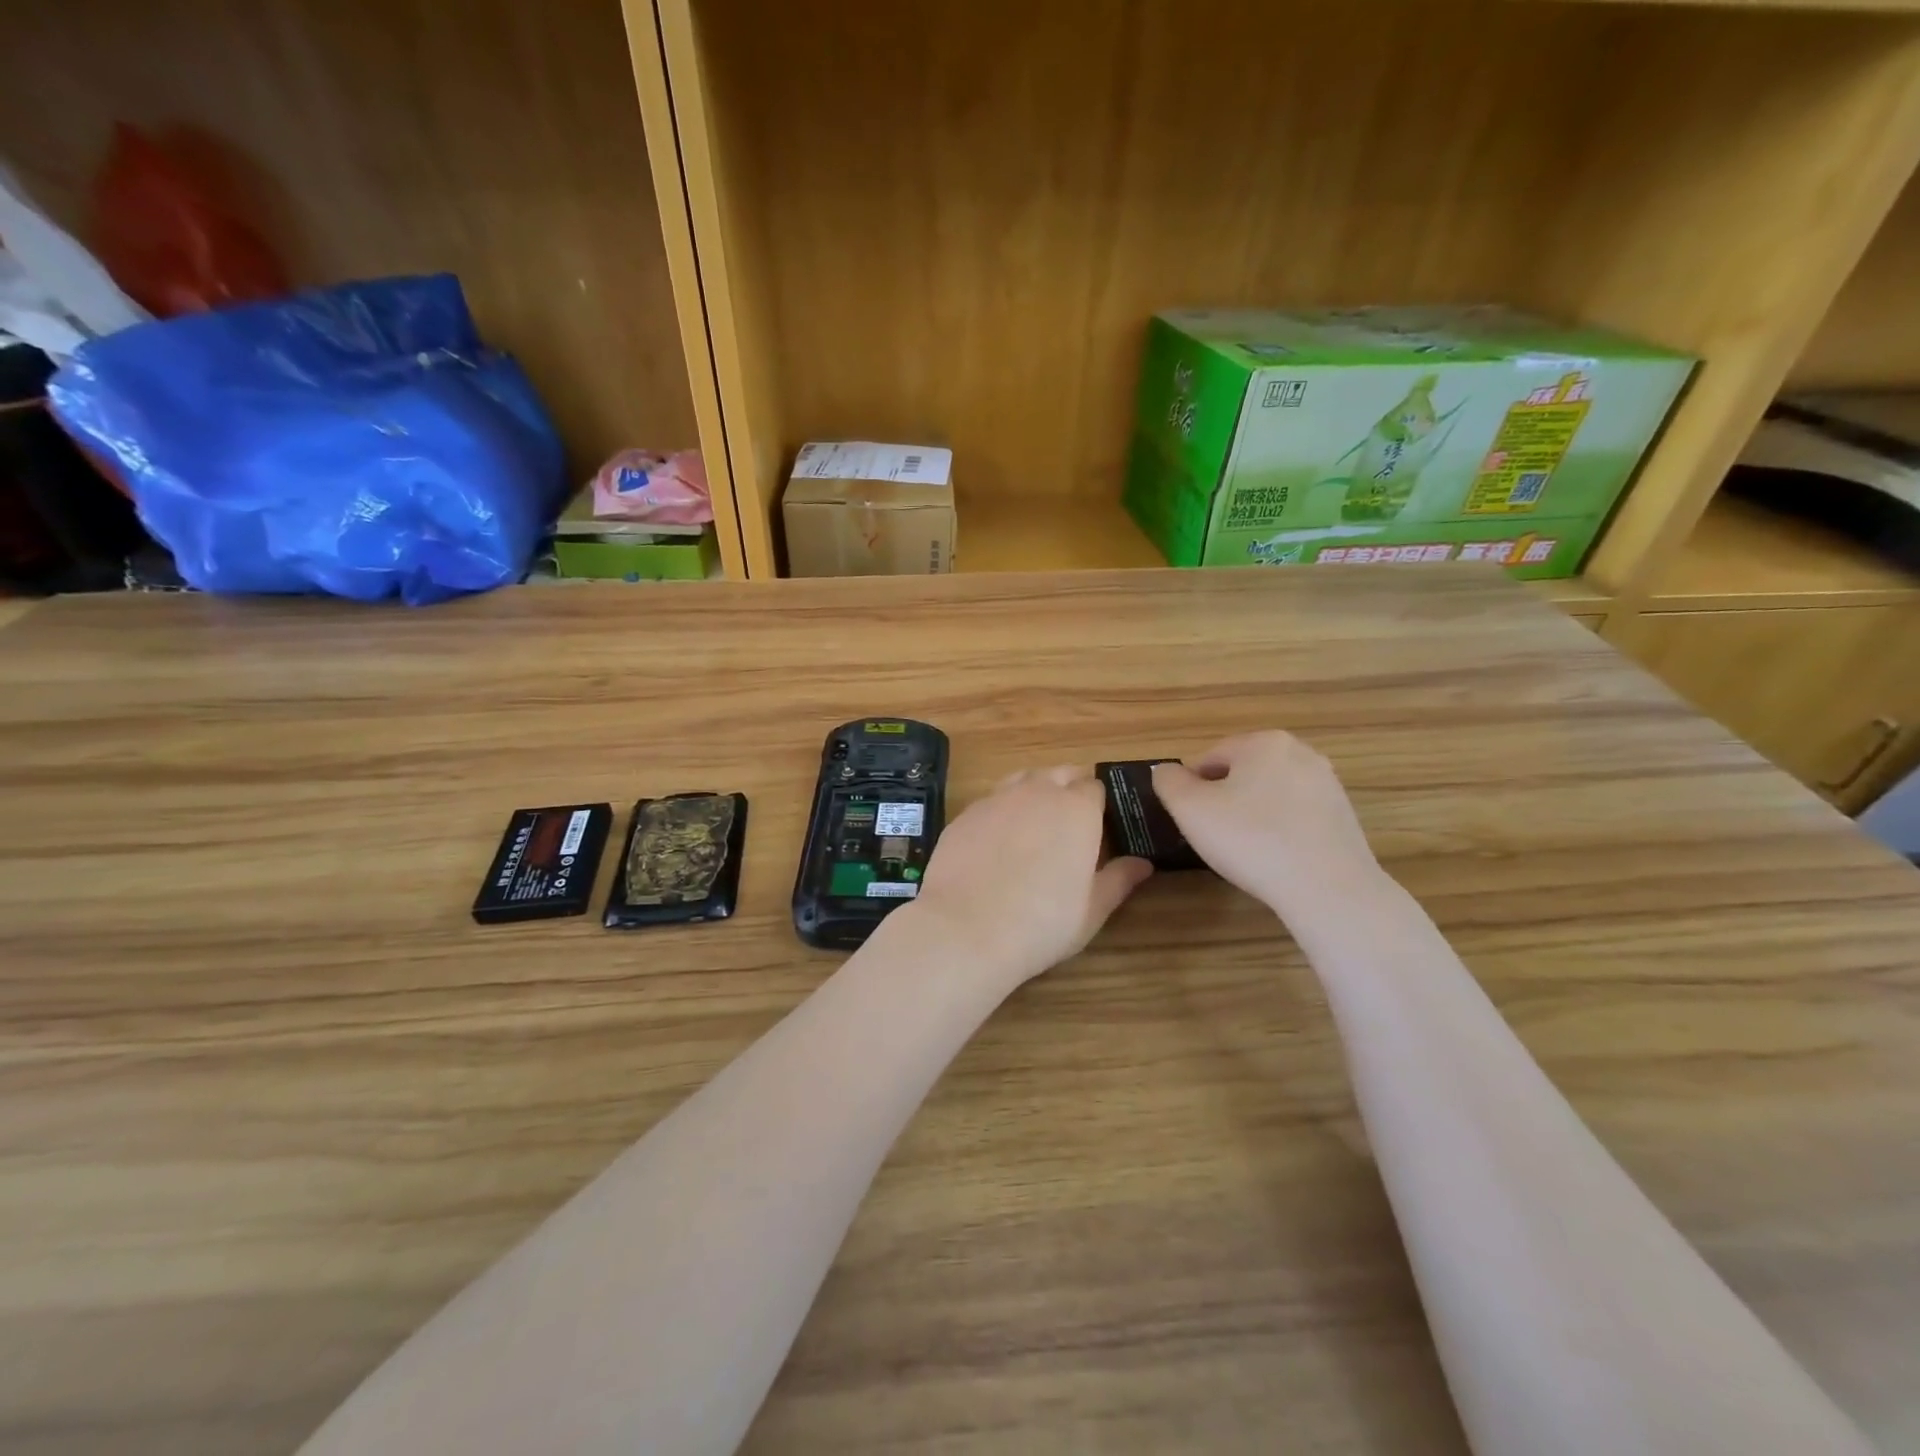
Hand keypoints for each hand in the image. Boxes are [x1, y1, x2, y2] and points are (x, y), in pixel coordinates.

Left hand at [904, 766, 1152, 988]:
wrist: (965, 930)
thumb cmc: (1041, 923)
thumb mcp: (1092, 910)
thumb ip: (1118, 880)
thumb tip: (1143, 863)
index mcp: (1077, 809)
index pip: (1096, 787)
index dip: (1099, 804)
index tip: (1099, 826)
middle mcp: (1037, 792)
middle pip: (1059, 773)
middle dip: (1069, 789)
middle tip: (1070, 825)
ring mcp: (996, 799)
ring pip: (1022, 779)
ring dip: (1034, 792)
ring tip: (1035, 827)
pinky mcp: (965, 814)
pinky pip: (991, 801)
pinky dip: (1001, 811)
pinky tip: (997, 843)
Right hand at [1152, 732, 1381, 916]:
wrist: (1327, 889)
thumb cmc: (1250, 840)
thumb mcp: (1189, 810)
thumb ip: (1168, 782)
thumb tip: (1165, 771)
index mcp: (1263, 742)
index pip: (1209, 757)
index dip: (1191, 789)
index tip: (1189, 820)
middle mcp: (1301, 752)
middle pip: (1242, 773)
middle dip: (1223, 799)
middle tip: (1213, 835)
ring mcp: (1328, 784)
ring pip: (1270, 794)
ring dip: (1251, 815)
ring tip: (1244, 850)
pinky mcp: (1344, 816)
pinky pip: (1296, 815)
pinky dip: (1279, 830)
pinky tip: (1274, 858)